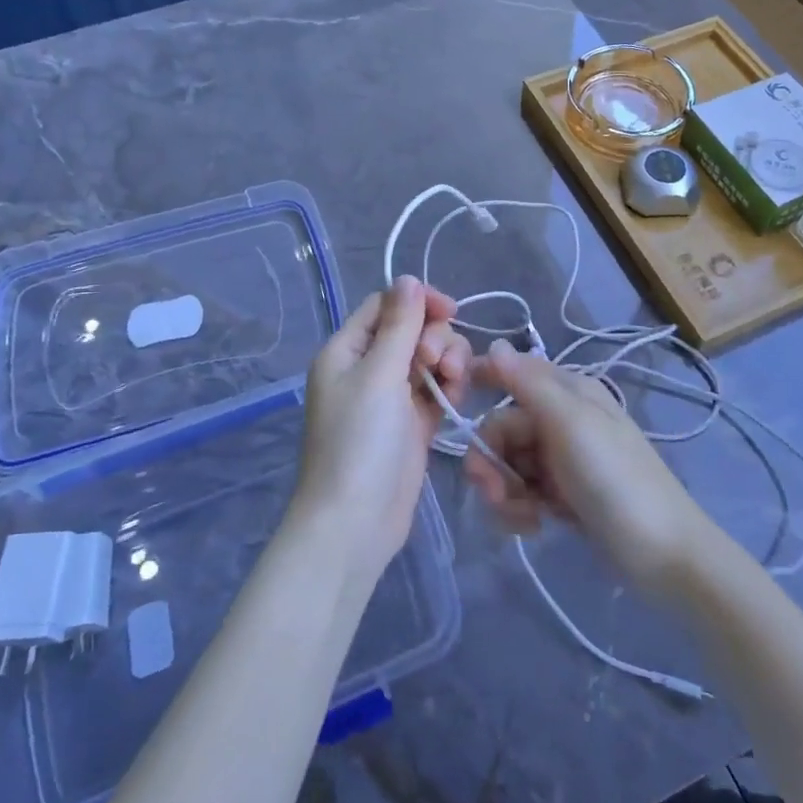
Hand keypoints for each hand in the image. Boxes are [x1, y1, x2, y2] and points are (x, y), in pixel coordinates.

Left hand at [296, 277, 469, 574]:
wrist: (354, 523)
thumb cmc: (359, 442)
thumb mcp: (378, 375)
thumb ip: (398, 325)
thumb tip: (407, 278)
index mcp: (347, 350)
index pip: (386, 306)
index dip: (418, 302)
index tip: (450, 311)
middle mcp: (367, 368)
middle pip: (412, 330)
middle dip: (435, 338)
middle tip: (439, 364)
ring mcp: (390, 397)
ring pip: (428, 359)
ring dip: (447, 361)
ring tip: (453, 382)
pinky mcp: (412, 424)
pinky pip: (435, 390)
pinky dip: (448, 388)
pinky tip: (455, 398)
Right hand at [464, 341, 709, 596]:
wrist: (664, 556)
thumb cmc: (615, 480)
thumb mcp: (571, 424)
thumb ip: (528, 383)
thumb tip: (494, 344)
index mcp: (568, 392)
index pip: (512, 372)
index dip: (482, 381)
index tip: (453, 401)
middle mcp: (563, 419)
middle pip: (503, 426)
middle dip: (491, 458)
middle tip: (494, 492)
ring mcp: (563, 459)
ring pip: (509, 462)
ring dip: (504, 489)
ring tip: (521, 517)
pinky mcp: (564, 495)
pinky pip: (523, 490)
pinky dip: (519, 507)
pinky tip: (533, 526)